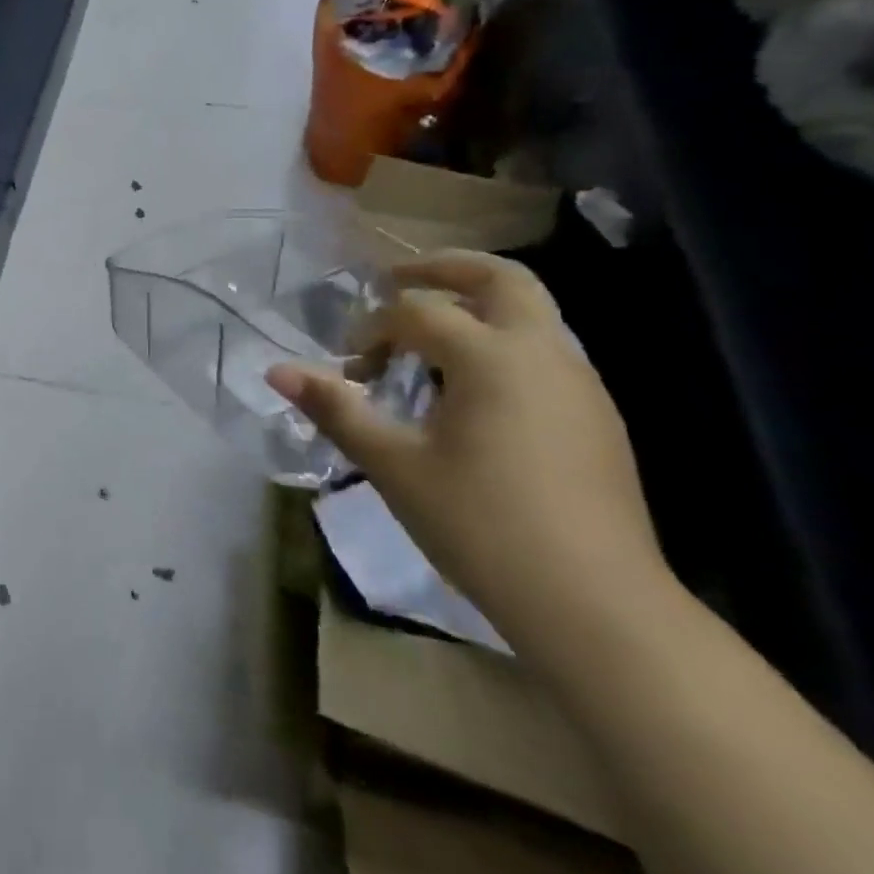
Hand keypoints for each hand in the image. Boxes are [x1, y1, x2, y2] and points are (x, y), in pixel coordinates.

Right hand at [269, 252, 669, 663]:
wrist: (596, 606)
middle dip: (442, 267)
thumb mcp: (394, 466)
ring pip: (529, 313)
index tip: (350, 371)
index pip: (417, 312)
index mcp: (492, 357)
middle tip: (393, 280)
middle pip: (499, 277)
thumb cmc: (482, 526)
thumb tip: (277, 371)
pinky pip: (542, 352)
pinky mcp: (596, 416)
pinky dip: (499, 344)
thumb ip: (336, 409)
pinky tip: (469, 393)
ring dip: (473, 307)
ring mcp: (579, 384)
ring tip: (424, 342)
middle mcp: (543, 353)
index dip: (372, 331)